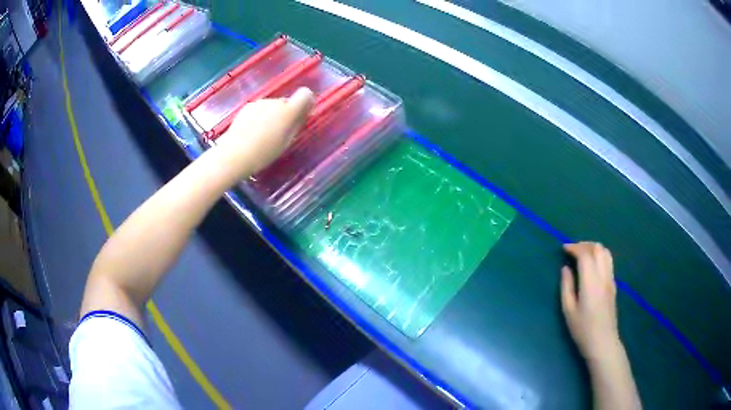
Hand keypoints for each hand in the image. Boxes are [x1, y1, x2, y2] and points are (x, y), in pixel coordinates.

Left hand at [213, 87, 314, 176]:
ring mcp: (259, 103)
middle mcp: (275, 102)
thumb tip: (305, 111)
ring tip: (263, 135)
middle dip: (286, 113)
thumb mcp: (286, 141)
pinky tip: (252, 132)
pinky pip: (260, 109)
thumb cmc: (264, 153)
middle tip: (279, 133)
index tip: (302, 114)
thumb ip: (297, 123)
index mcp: (288, 111)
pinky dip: (260, 117)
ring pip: (272, 106)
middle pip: (286, 102)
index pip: (305, 94)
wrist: (234, 154)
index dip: (306, 102)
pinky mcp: (247, 106)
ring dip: (272, 115)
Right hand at [561, 242, 620, 361]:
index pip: (585, 255)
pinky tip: (592, 266)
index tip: (564, 249)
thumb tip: (565, 269)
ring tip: (582, 255)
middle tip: (572, 250)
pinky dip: (599, 256)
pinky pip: (609, 262)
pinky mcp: (614, 285)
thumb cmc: (582, 329)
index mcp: (591, 282)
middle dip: (584, 245)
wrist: (603, 342)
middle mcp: (603, 276)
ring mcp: (611, 280)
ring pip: (606, 253)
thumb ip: (567, 286)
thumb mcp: (568, 310)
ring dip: (594, 249)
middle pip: (598, 249)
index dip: (574, 248)